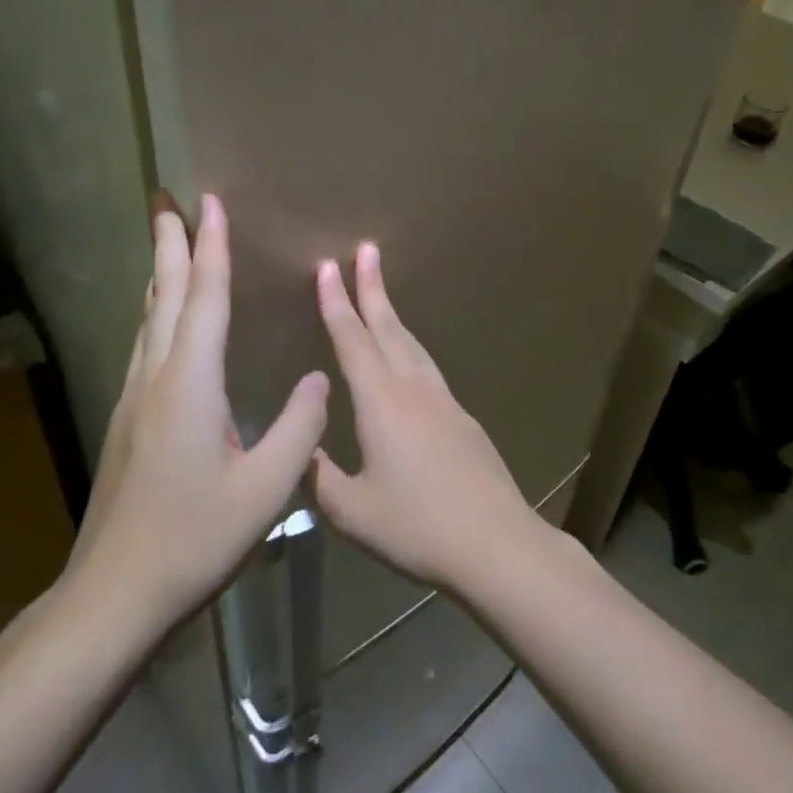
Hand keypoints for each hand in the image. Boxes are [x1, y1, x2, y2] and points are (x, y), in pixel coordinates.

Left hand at [69, 193, 329, 634]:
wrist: (114, 594)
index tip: (209, 202)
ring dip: (160, 274)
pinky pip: (145, 346)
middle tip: (165, 200)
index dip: (211, 248)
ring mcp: (135, 399)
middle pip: (164, 296)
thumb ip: (298, 429)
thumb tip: (319, 378)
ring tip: (167, 245)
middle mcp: (157, 379)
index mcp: (191, 385)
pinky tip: (162, 322)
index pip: (205, 300)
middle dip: (169, 243)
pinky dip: (157, 313)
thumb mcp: (266, 490)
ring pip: (148, 319)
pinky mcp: (128, 421)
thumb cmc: (194, 539)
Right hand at [312, 242, 540, 594]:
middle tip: (366, 249)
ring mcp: (444, 401)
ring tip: (380, 293)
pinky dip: (410, 347)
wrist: (496, 543)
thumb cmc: (417, 527)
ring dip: (393, 314)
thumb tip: (295, 448)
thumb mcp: (351, 512)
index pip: (353, 341)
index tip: (328, 267)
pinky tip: (408, 357)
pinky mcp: (463, 418)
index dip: (337, 303)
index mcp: (381, 404)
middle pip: (388, 328)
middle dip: (372, 287)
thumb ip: (317, 476)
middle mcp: (413, 389)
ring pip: (412, 344)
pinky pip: (428, 367)